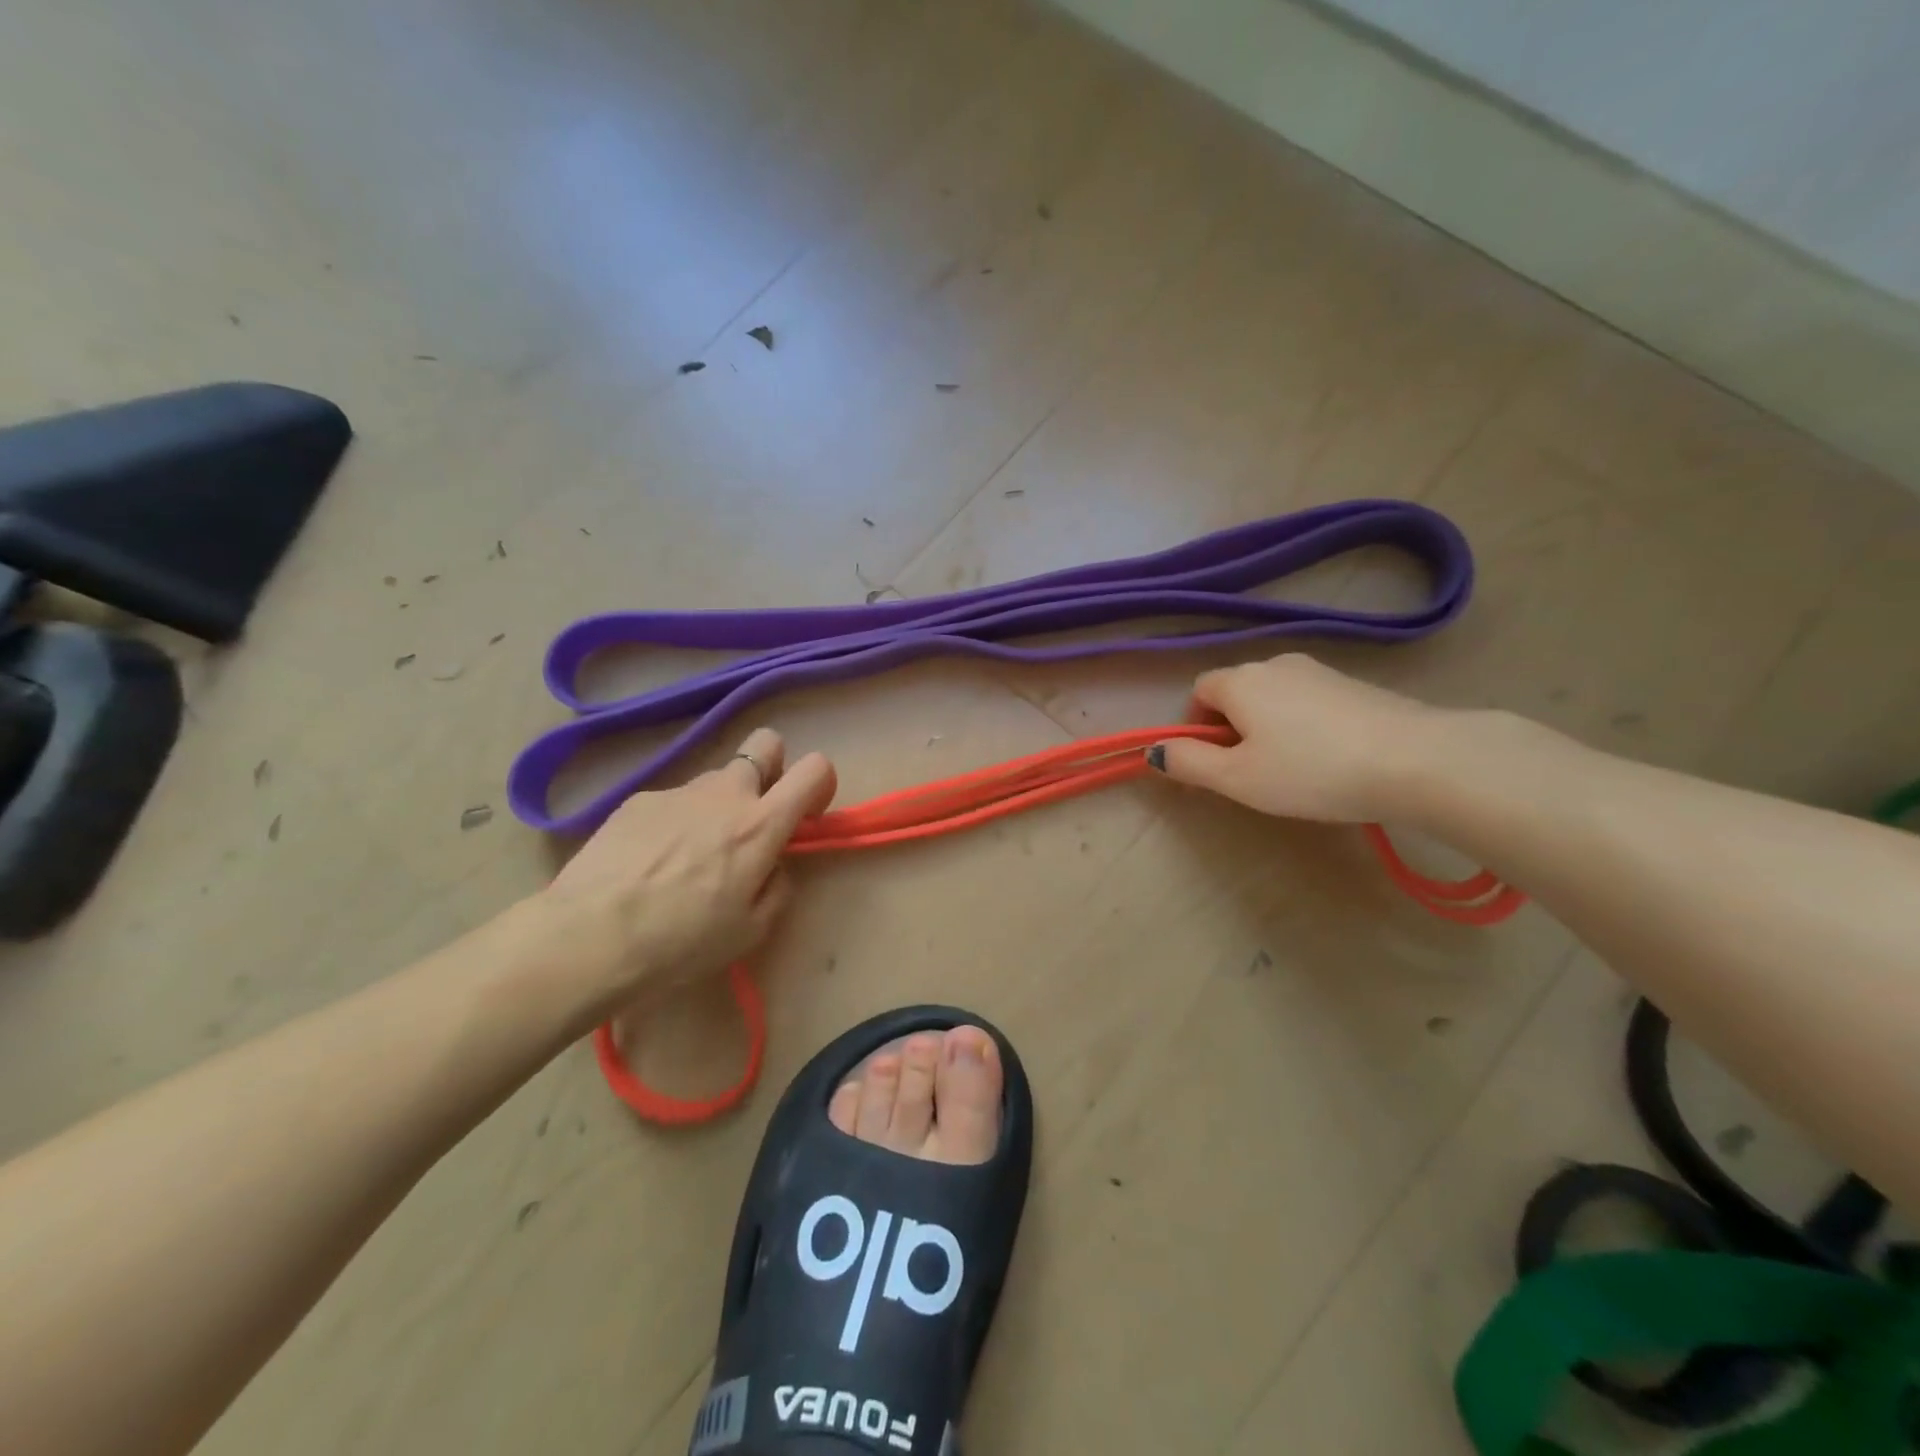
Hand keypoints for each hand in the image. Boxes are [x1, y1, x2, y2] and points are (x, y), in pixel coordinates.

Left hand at [532, 728, 835, 1020]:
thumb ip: (777, 886)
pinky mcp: (637, 799)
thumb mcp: (751, 930)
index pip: (814, 768)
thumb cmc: (681, 941)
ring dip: (716, 806)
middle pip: (765, 744)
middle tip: (752, 816)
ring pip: (714, 780)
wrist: (589, 937)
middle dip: (770, 769)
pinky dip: (673, 823)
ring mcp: (678, 791)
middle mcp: (724, 793)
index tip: (805, 815)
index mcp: (761, 824)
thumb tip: (772, 865)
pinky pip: (672, 801)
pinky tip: (648, 863)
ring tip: (687, 857)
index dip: (819, 784)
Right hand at [1152, 654, 1443, 821]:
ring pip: (1274, 697)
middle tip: (1249, 772)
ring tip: (1291, 769)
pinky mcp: (1357, 685)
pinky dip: (1304, 726)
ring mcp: (1321, 671)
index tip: (1211, 763)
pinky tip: (1328, 759)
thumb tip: (1154, 751)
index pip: (1198, 691)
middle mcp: (1276, 665)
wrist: (1417, 759)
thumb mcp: (1238, 778)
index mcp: (1241, 681)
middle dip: (1231, 728)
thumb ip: (1189, 763)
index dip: (1195, 726)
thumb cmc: (1311, 771)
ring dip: (1268, 727)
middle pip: (1237, 692)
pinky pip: (1310, 702)